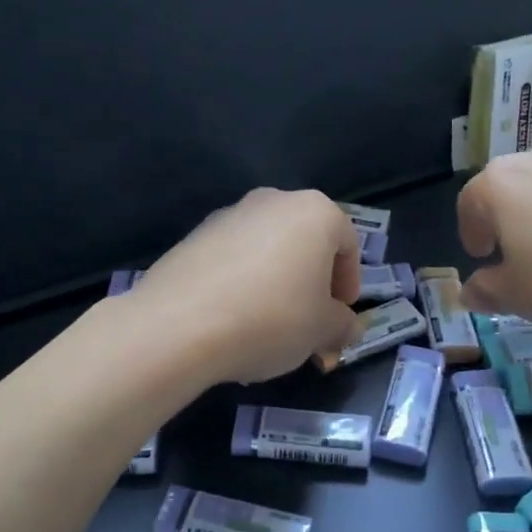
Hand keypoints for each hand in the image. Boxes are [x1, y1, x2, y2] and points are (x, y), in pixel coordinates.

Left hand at [133, 188, 362, 383]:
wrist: (181, 324)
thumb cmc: (272, 318)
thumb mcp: (321, 330)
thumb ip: (342, 325)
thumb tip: (348, 328)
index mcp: (314, 212)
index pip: (347, 243)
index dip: (350, 282)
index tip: (341, 314)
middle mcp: (273, 201)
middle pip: (305, 242)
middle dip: (311, 282)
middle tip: (309, 321)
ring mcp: (229, 215)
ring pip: (267, 250)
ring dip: (276, 282)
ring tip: (268, 327)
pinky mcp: (193, 236)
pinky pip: (232, 259)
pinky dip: (241, 283)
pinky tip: (233, 321)